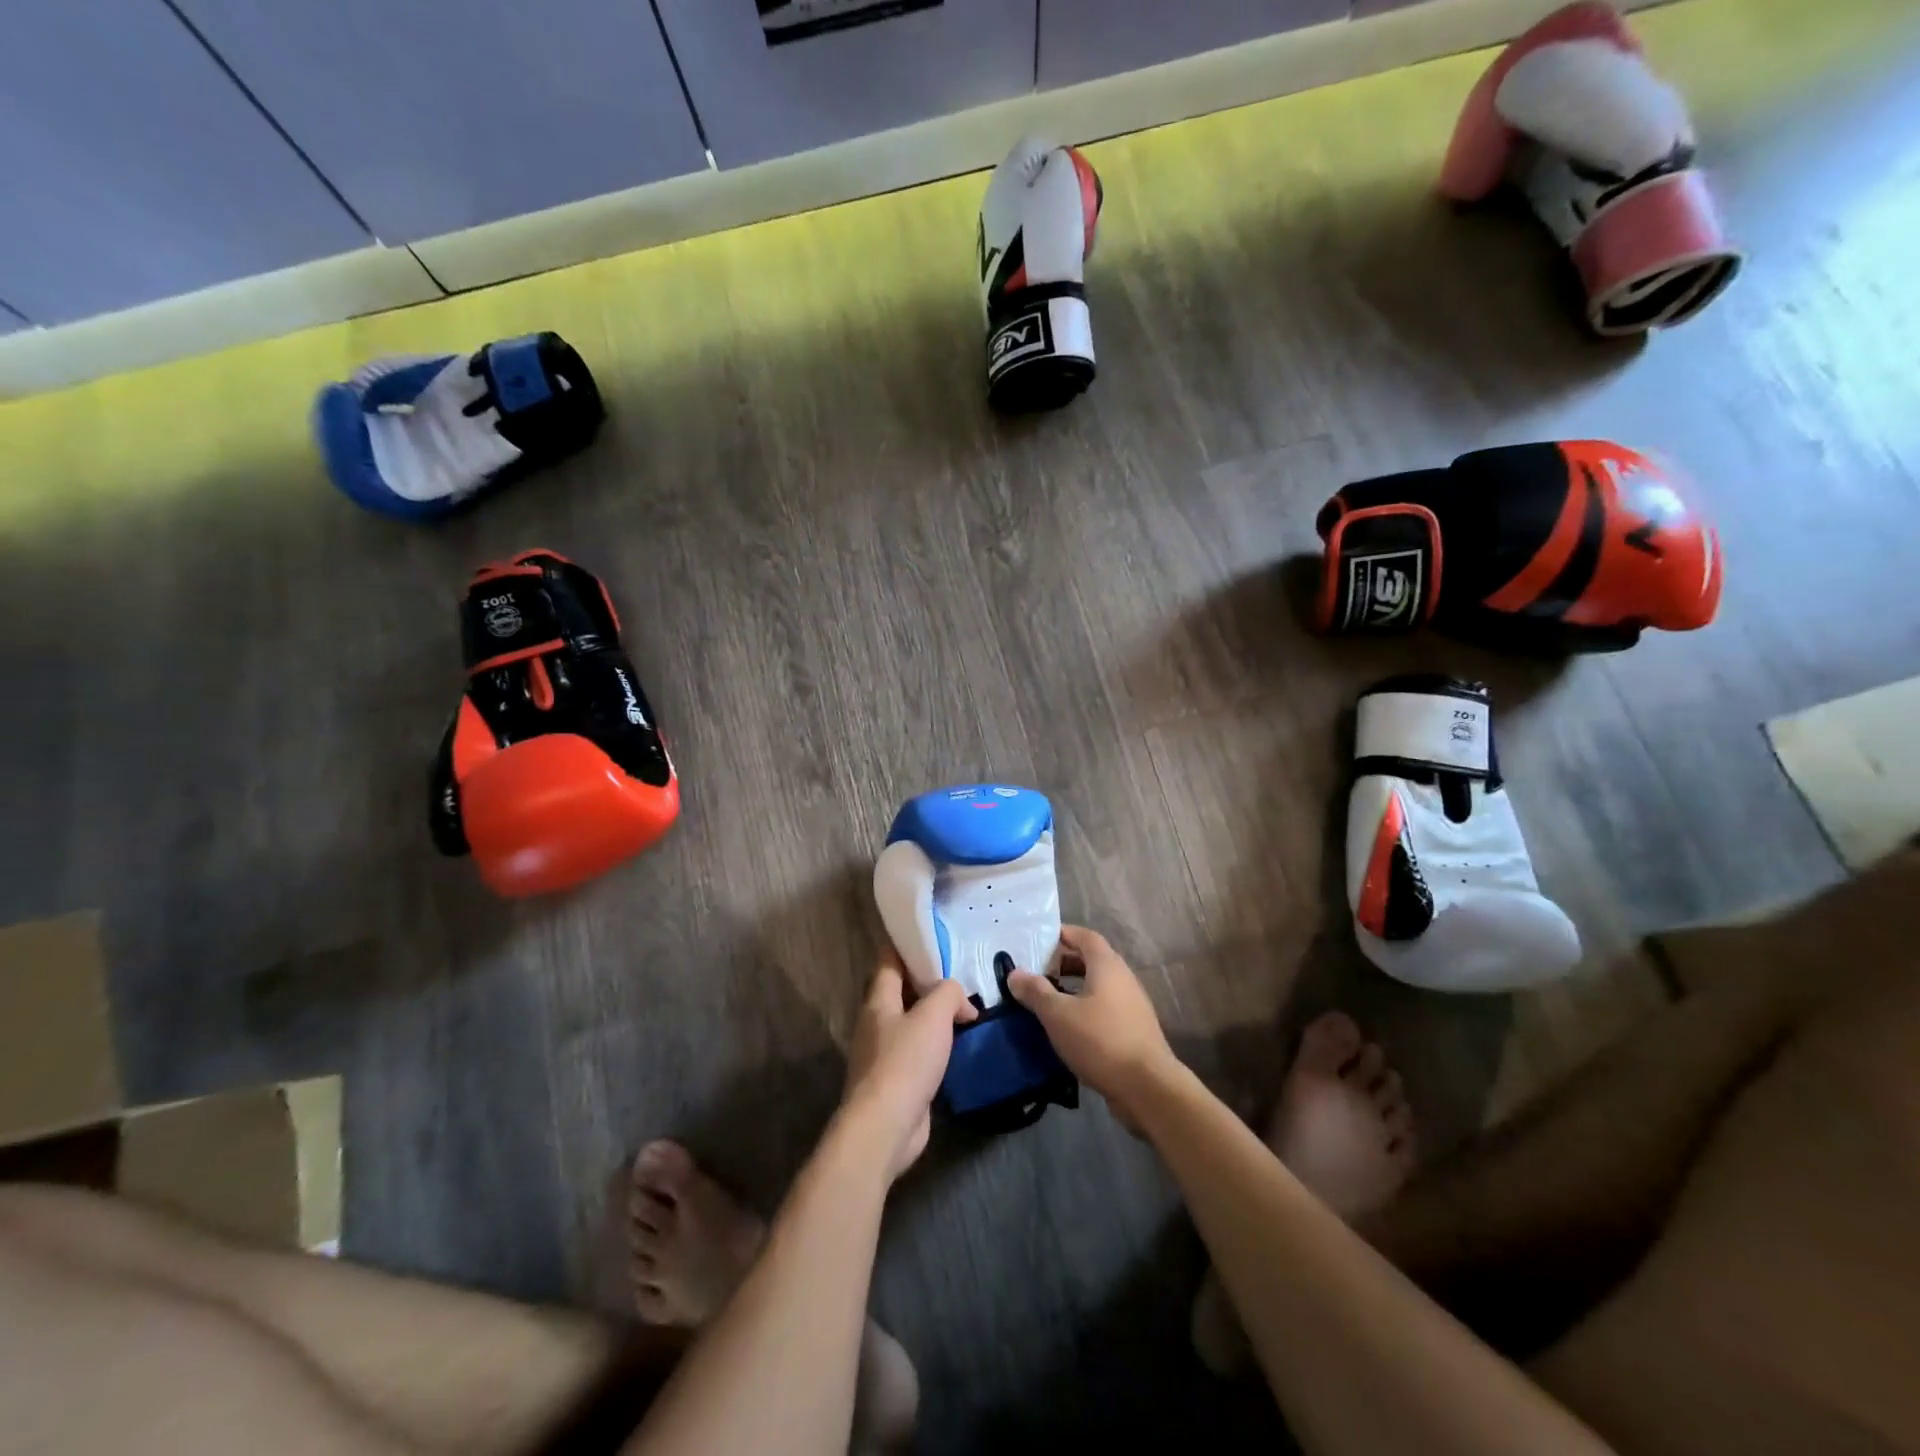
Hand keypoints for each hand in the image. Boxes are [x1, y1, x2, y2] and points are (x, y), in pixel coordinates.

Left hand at [839, 952, 977, 1180]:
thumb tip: (961, 999)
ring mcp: (885, 1054)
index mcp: (878, 1000)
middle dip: (929, 982)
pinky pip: (920, 1053)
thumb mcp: (933, 1016)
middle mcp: (877, 1023)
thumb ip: (949, 993)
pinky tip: (961, 1046)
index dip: (908, 945)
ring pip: (913, 1023)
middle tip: (961, 973)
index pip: (889, 960)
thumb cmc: (905, 1062)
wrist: (885, 1127)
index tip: (934, 935)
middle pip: (902, 991)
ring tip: (968, 1008)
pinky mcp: (898, 1081)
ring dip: (936, 1017)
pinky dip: (939, 1046)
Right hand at [1007, 926, 1177, 1130]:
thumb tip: (1014, 973)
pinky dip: (1085, 1008)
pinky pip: (1105, 1008)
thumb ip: (1035, 991)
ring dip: (1074, 987)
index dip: (1063, 934)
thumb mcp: (1058, 1015)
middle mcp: (1123, 978)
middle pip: (1092, 959)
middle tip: (1038, 972)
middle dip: (1064, 962)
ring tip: (1048, 1000)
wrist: (1148, 1087)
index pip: (1085, 936)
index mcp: (1107, 965)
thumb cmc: (1100, 1040)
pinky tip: (1069, 1028)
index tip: (1038, 940)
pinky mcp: (1134, 1030)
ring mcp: (1132, 1005)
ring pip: (1099, 986)